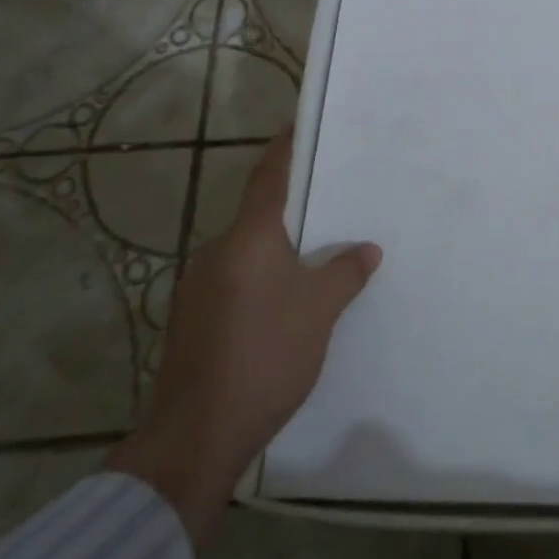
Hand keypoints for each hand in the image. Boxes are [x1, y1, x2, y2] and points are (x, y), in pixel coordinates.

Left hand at [105, 129, 379, 545]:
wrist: (197, 434)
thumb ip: (345, 272)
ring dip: (278, 249)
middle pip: (259, 215)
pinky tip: (286, 302)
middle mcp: (217, 253)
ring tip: (317, 255)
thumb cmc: (266, 354)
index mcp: (248, 238)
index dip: (285, 149)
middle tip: (330, 202)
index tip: (298, 124)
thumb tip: (365, 249)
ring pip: (247, 252)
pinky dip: (262, 279)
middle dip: (292, 207)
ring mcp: (199, 288)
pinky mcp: (193, 321)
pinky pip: (236, 282)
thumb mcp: (320, 309)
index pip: (269, 178)